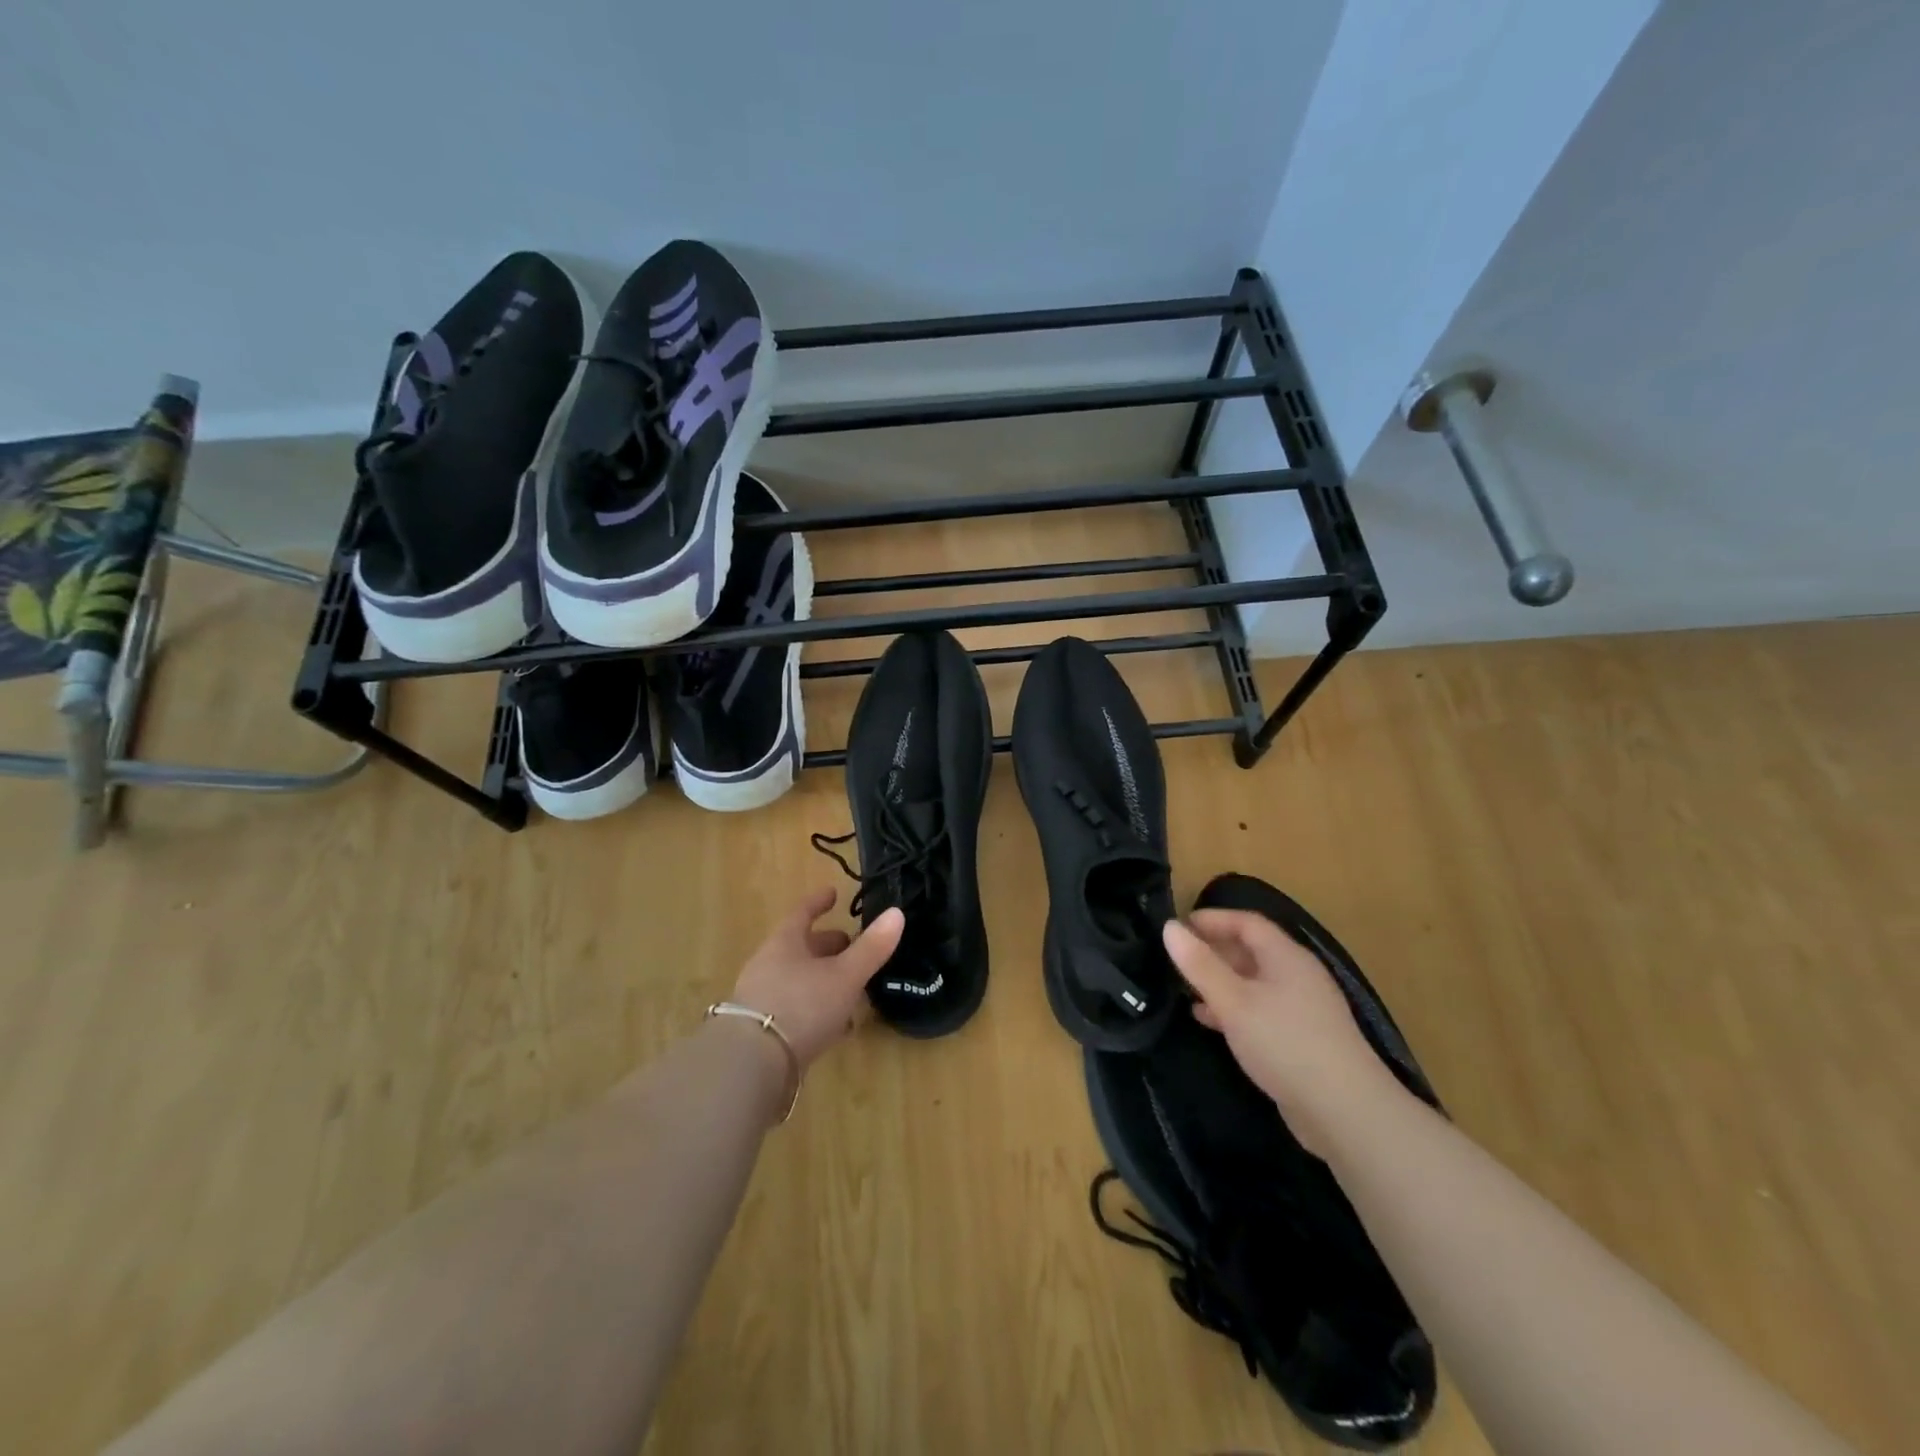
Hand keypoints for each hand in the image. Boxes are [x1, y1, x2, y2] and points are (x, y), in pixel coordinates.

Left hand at [730, 889, 904, 1068]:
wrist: (752, 1065)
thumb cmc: (801, 1005)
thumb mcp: (844, 975)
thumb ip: (871, 948)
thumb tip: (897, 912)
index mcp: (785, 943)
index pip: (802, 913)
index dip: (819, 902)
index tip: (834, 893)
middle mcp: (769, 965)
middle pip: (801, 948)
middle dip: (828, 946)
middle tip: (853, 945)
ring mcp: (763, 999)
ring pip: (800, 979)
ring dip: (825, 979)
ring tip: (852, 987)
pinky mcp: (764, 1031)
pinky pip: (797, 1009)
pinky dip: (818, 1009)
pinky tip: (838, 1026)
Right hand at [1163, 909, 1399, 1153]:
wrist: (1345, 1112)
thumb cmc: (1285, 1043)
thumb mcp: (1233, 1001)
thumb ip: (1200, 964)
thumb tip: (1169, 926)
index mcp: (1286, 957)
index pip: (1246, 922)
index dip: (1212, 919)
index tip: (1177, 927)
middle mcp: (1297, 975)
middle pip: (1251, 950)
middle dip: (1213, 950)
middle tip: (1176, 959)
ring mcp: (1302, 1009)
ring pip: (1253, 982)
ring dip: (1220, 982)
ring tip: (1185, 990)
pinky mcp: (1301, 1039)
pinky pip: (1260, 1011)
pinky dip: (1233, 1009)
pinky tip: (1210, 1022)